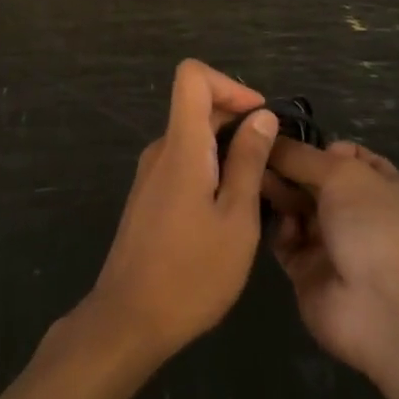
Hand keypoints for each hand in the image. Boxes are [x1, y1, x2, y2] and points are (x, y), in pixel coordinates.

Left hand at [80, 60, 278, 364]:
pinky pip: (183, 163)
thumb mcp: (236, 219)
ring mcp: (151, 174)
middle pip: (197, 106)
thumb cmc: (191, 273)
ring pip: (193, 137)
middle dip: (238, 120)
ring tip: (257, 192)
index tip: (259, 117)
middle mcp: (161, 150)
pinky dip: (210, 169)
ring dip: (227, 149)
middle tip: (271, 161)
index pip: (192, 76)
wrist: (127, 322)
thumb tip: (262, 115)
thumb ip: (249, 162)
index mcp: (182, 146)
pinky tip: (228, 212)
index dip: (229, 85)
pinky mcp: (148, 197)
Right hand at [263, 139, 398, 376]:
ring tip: (252, 178)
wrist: (385, 308)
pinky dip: (277, 227)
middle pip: (314, 181)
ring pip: (297, 209)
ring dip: (278, 193)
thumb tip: (271, 139)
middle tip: (255, 155)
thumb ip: (302, 156)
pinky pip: (286, 241)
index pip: (346, 156)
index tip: (283, 136)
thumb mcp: (342, 173)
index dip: (317, 146)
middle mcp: (357, 213)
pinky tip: (268, 214)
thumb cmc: (374, 225)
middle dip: (288, 167)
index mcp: (380, 185)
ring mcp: (333, 244)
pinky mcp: (309, 272)